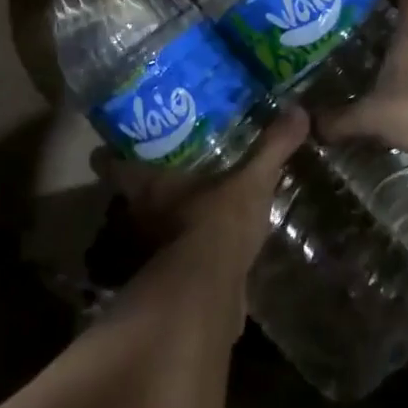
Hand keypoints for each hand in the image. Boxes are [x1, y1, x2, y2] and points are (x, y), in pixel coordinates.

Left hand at [92, 105, 308, 277]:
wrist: (210, 297)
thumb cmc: (216, 225)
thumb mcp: (250, 182)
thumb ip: (271, 148)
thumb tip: (298, 110)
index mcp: (148, 186)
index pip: (112, 164)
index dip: (109, 154)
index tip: (111, 143)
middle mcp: (141, 217)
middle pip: (128, 197)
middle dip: (140, 184)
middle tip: (161, 163)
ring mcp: (152, 252)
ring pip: (147, 228)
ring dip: (160, 219)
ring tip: (185, 201)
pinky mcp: (172, 280)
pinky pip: (175, 256)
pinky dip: (185, 249)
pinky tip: (206, 242)